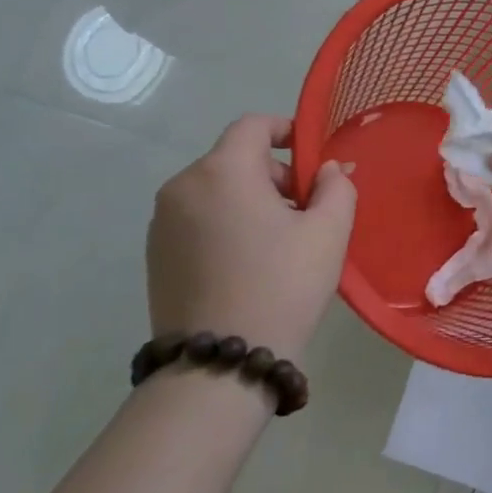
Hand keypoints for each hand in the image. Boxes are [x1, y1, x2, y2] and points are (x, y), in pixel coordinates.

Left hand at [145, 116, 355, 362]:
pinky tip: (249, 264)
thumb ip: (336, 186)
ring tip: (280, 243)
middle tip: (307, 212)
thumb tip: (325, 170)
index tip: (312, 158)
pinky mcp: (155, 255)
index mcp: (222, 171)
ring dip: (251, 201)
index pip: (254, 125)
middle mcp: (183, 186)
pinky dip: (226, 224)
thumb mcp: (329, 231)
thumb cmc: (282, 286)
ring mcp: (162, 223)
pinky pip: (198, 219)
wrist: (220, 366)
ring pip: (217, 190)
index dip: (287, 130)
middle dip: (275, 175)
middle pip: (236, 159)